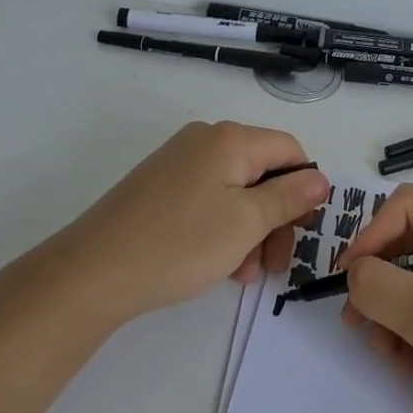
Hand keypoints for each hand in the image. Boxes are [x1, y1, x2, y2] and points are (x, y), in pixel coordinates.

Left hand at [37, 122, 329, 325]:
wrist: (92, 272)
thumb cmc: (180, 243)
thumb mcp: (247, 222)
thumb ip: (289, 197)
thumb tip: (320, 177)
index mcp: (231, 139)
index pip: (290, 150)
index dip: (304, 189)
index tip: (301, 232)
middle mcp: (206, 140)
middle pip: (263, 171)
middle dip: (277, 217)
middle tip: (274, 264)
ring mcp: (179, 162)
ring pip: (236, 191)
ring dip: (251, 230)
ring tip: (244, 273)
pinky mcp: (160, 186)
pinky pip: (208, 200)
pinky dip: (223, 228)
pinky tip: (220, 265)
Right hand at [339, 185, 412, 412]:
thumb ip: (382, 286)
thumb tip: (353, 273)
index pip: (408, 207)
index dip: (372, 237)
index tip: (347, 280)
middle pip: (406, 240)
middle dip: (379, 281)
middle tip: (356, 322)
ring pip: (409, 276)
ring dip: (389, 312)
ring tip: (388, 353)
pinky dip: (406, 329)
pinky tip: (406, 363)